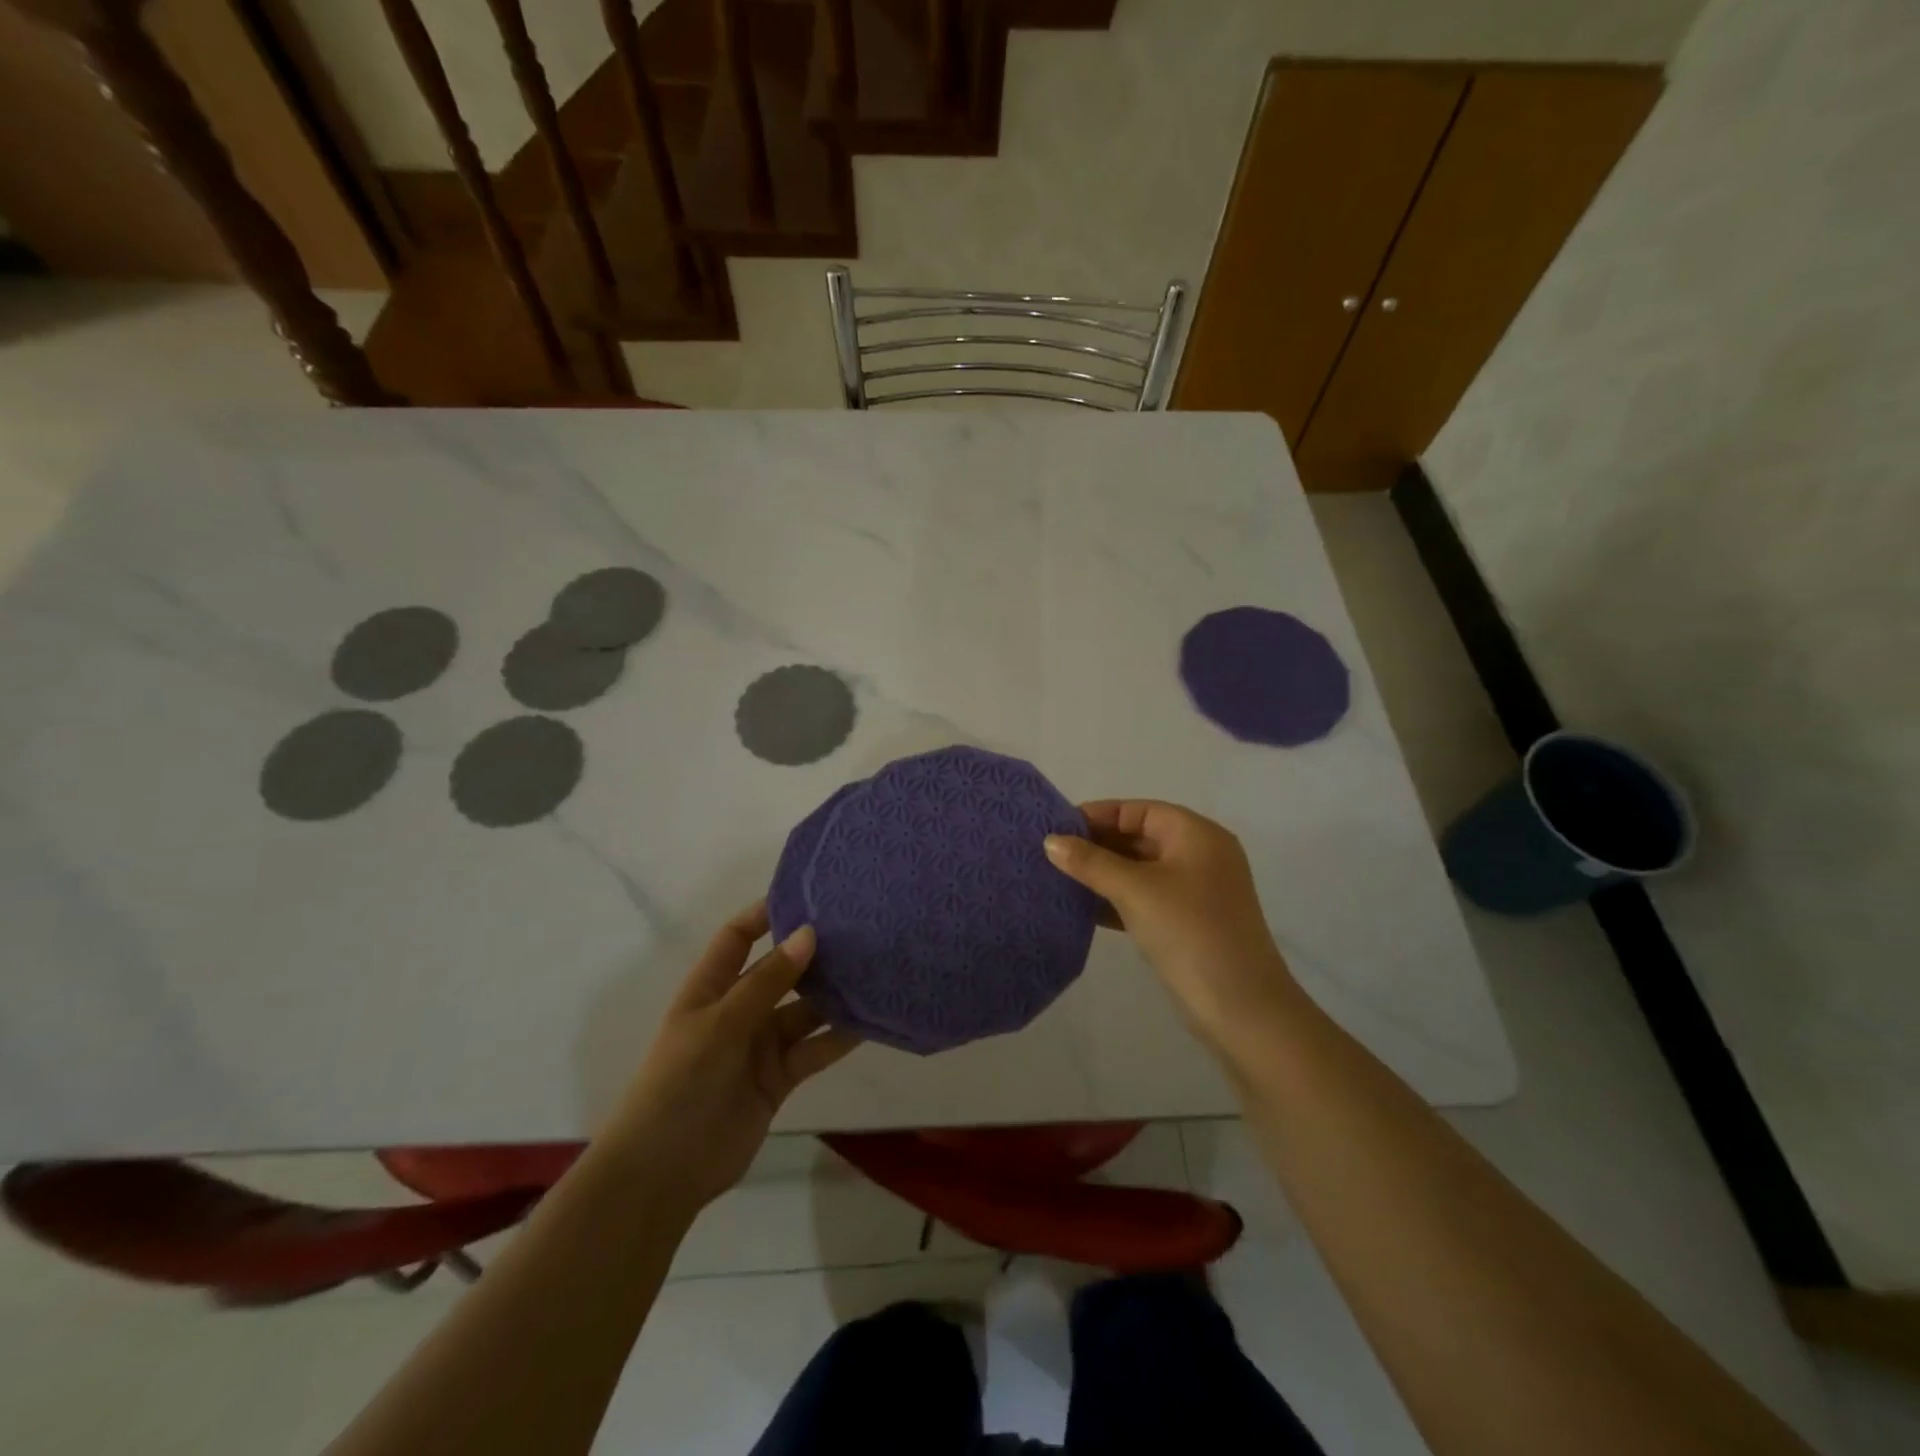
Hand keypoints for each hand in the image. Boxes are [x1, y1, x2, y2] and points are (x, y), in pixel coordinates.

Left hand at [607, 902, 860, 1216]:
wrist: (662, 1173)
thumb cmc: (679, 1084)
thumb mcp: (721, 1024)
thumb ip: (768, 982)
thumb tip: (809, 933)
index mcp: (711, 988)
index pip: (738, 937)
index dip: (766, 914)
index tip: (809, 894)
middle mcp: (738, 1010)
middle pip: (780, 971)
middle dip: (812, 954)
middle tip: (859, 930)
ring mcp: (759, 1046)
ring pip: (804, 1010)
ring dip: (833, 995)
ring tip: (875, 970)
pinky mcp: (779, 1078)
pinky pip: (814, 1049)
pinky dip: (839, 1037)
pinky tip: (871, 1020)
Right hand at [1045, 801, 1302, 1056]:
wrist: (1241, 1009)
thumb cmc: (1189, 932)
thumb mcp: (1135, 890)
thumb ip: (1091, 862)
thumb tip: (1050, 841)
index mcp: (1197, 835)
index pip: (1139, 810)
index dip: (1097, 815)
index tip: (1056, 828)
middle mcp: (1200, 855)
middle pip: (1139, 837)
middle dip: (1096, 845)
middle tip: (1051, 854)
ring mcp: (1196, 891)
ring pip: (1140, 870)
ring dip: (1102, 873)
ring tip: (1057, 878)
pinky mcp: (1188, 923)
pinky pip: (1145, 898)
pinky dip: (1116, 899)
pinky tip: (1081, 908)